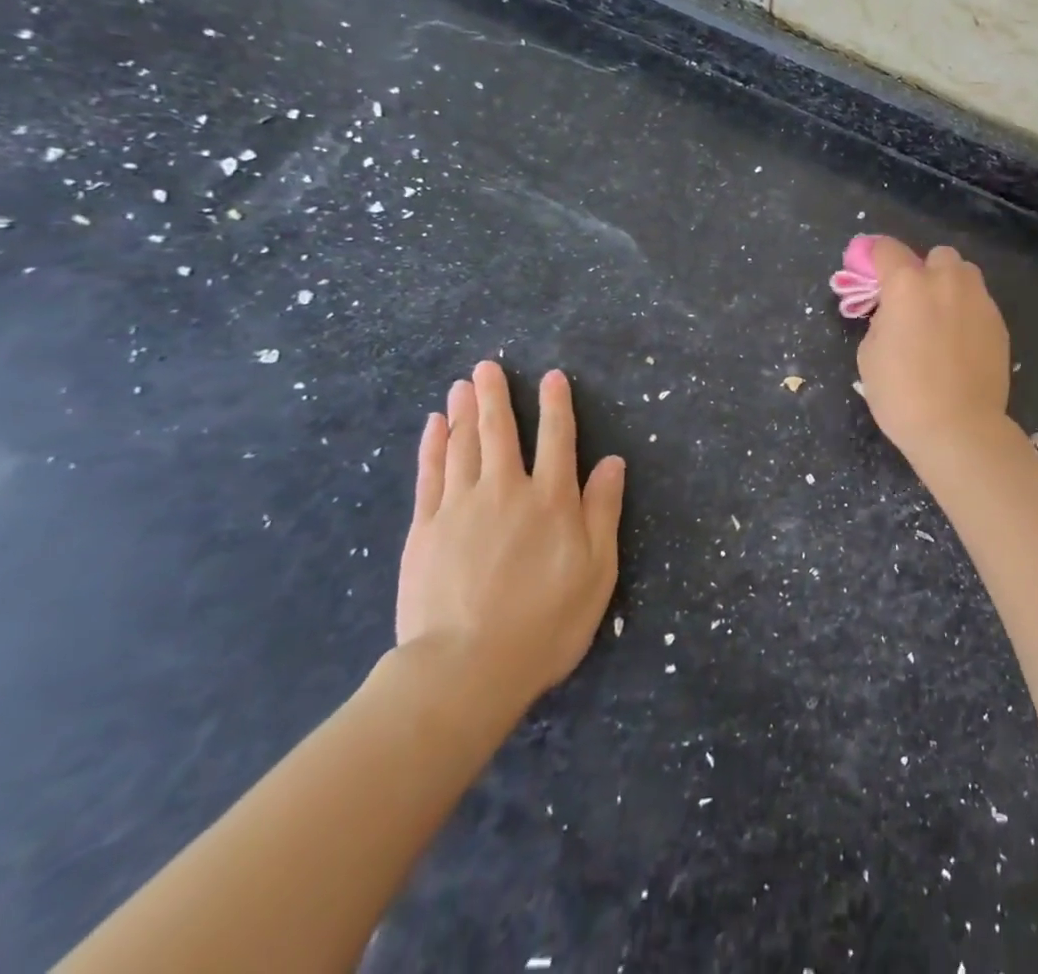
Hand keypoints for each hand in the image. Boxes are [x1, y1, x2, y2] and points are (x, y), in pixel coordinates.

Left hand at [395, 361, 624, 721]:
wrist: (465, 669)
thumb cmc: (545, 623)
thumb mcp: (596, 571)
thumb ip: (603, 511)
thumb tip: (612, 463)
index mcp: (551, 500)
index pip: (557, 438)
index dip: (556, 405)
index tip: (552, 377)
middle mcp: (506, 491)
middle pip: (501, 432)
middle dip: (495, 396)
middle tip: (487, 367)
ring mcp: (460, 507)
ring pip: (463, 446)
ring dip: (463, 412)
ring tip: (462, 385)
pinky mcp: (424, 529)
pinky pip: (430, 475)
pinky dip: (433, 446)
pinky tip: (434, 427)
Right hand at [857, 237, 1012, 457]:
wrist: (959, 427)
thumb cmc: (902, 394)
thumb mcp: (869, 355)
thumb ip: (881, 320)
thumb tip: (895, 314)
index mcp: (907, 285)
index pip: (886, 249)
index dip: (873, 256)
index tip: (869, 270)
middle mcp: (946, 281)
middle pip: (935, 255)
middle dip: (922, 271)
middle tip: (912, 302)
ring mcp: (978, 300)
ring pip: (964, 274)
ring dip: (950, 286)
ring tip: (941, 318)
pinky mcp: (999, 323)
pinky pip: (979, 303)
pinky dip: (967, 312)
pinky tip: (960, 343)